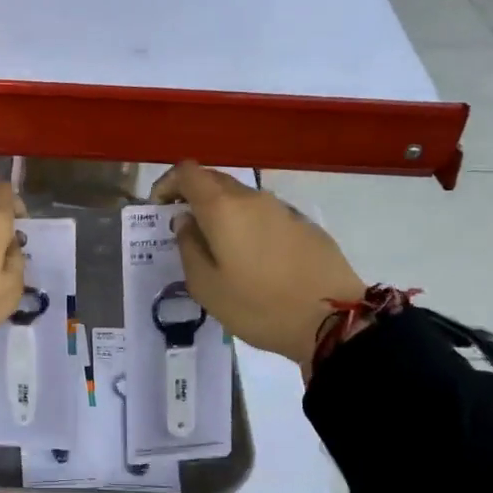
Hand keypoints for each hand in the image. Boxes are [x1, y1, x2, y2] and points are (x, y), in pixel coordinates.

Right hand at [149, 162, 365, 372]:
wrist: (333, 320)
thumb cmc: (258, 306)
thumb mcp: (207, 287)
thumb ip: (188, 247)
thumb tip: (185, 222)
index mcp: (223, 208)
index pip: (187, 172)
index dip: (167, 184)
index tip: (159, 209)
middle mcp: (252, 198)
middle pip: (214, 181)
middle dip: (192, 197)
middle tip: (184, 229)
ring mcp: (283, 209)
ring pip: (241, 198)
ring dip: (222, 213)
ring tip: (218, 249)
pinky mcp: (305, 225)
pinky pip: (265, 215)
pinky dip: (248, 225)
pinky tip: (252, 259)